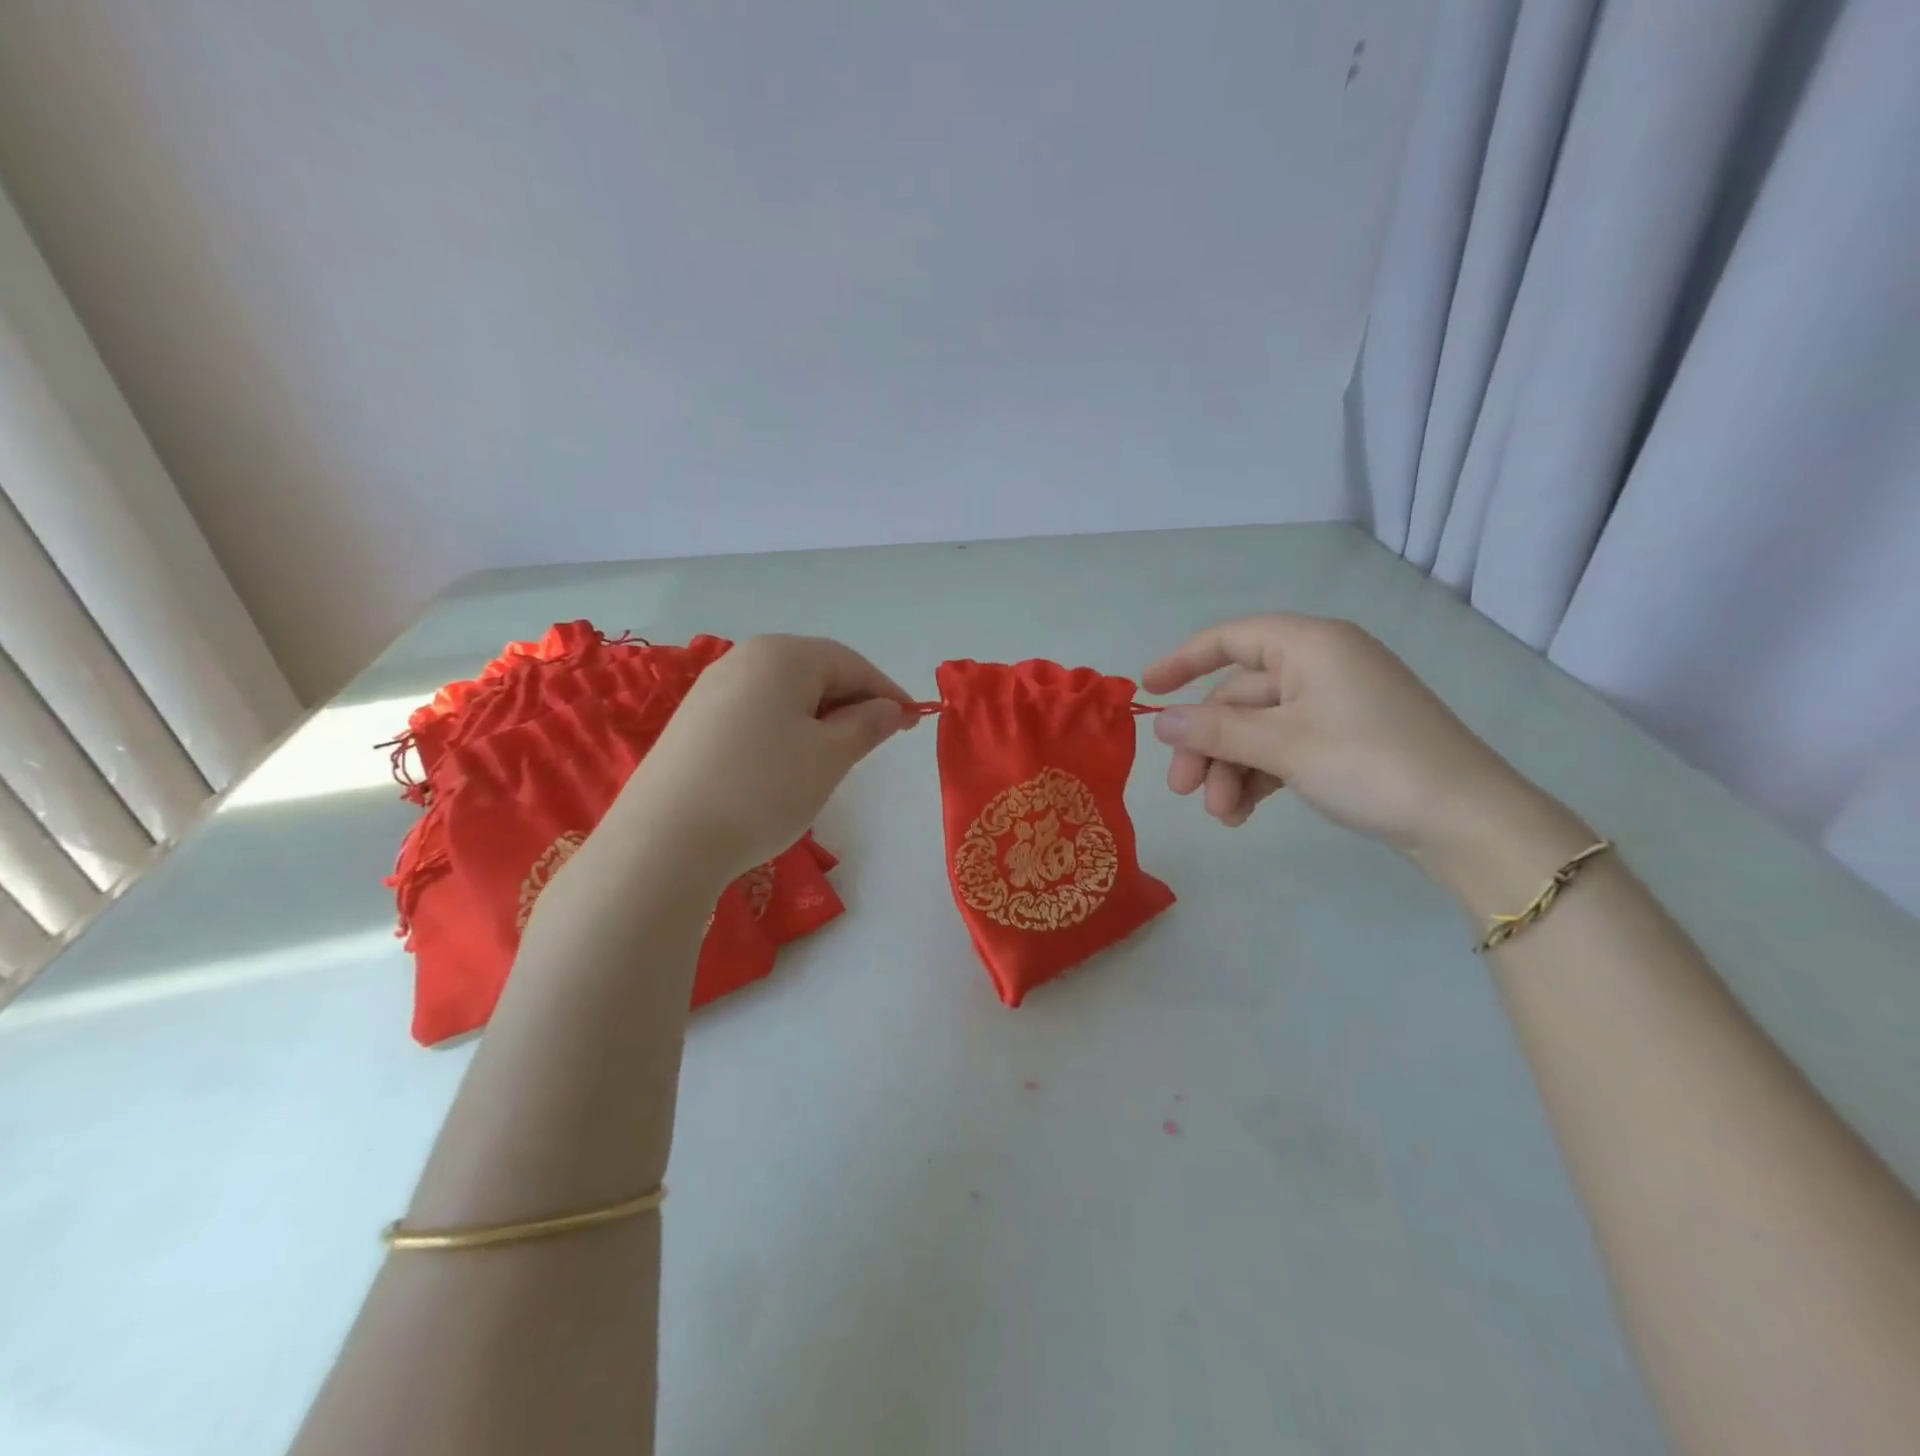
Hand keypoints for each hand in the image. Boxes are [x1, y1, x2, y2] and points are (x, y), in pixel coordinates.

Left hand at [610, 634, 913, 881]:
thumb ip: (868, 724)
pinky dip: (785, 732)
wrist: (665, 841)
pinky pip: (756, 715)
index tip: (914, 722)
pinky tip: (786, 767)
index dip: (887, 692)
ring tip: (834, 759)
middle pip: (815, 673)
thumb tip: (890, 707)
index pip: (851, 663)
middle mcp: (743, 660)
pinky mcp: (693, 724)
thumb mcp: (830, 757)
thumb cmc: (763, 788)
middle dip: (852, 704)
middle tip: (876, 743)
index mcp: (782, 656)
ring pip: (785, 696)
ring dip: (819, 720)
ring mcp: (712, 691)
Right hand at [1142, 614, 1535, 856]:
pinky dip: (1259, 775)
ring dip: (1231, 769)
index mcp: (1310, 645)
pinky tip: (1245, 811)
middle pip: (1239, 696)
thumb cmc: (1369, 763)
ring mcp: (1334, 703)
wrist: (1466, 821)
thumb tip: (1159, 720)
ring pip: (1257, 729)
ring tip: (1224, 815)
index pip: (1230, 638)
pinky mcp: (1344, 739)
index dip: (1183, 661)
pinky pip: (1282, 747)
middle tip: (1184, 791)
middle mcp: (1320, 665)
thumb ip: (1214, 731)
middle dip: (1207, 744)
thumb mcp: (1282, 746)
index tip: (1146, 691)